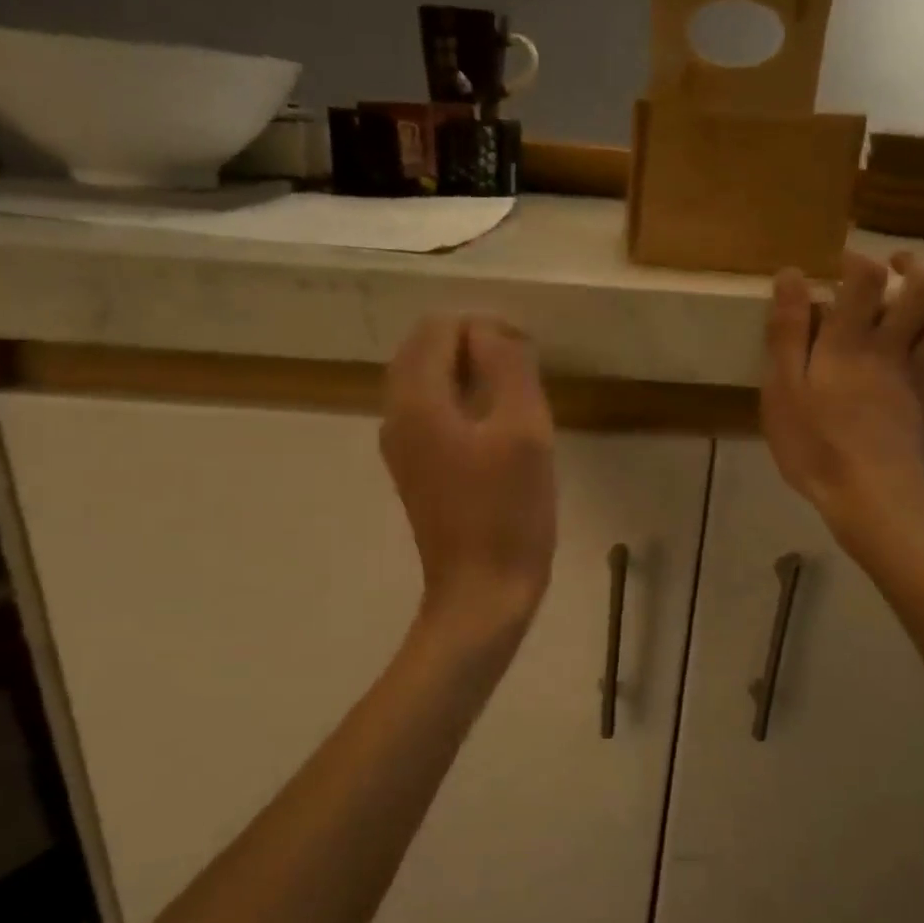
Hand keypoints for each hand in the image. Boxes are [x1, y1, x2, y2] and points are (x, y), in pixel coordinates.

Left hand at [381, 316, 556, 633]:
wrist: (482, 594)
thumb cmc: (508, 513)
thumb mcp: (524, 431)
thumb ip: (508, 367)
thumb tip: (492, 332)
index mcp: (416, 401)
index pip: (439, 328)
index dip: (485, 328)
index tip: (528, 359)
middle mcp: (396, 416)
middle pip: (425, 351)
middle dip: (474, 347)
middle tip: (523, 374)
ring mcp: (402, 447)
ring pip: (428, 382)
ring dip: (469, 375)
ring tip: (516, 398)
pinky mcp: (417, 471)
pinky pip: (432, 414)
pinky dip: (461, 402)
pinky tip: (497, 428)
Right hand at [761, 250, 923, 528]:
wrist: (869, 495)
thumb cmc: (815, 446)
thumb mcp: (782, 391)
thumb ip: (787, 333)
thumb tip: (789, 275)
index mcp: (849, 343)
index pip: (863, 280)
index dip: (857, 261)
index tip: (843, 263)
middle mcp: (893, 347)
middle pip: (921, 289)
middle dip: (914, 264)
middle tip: (898, 261)